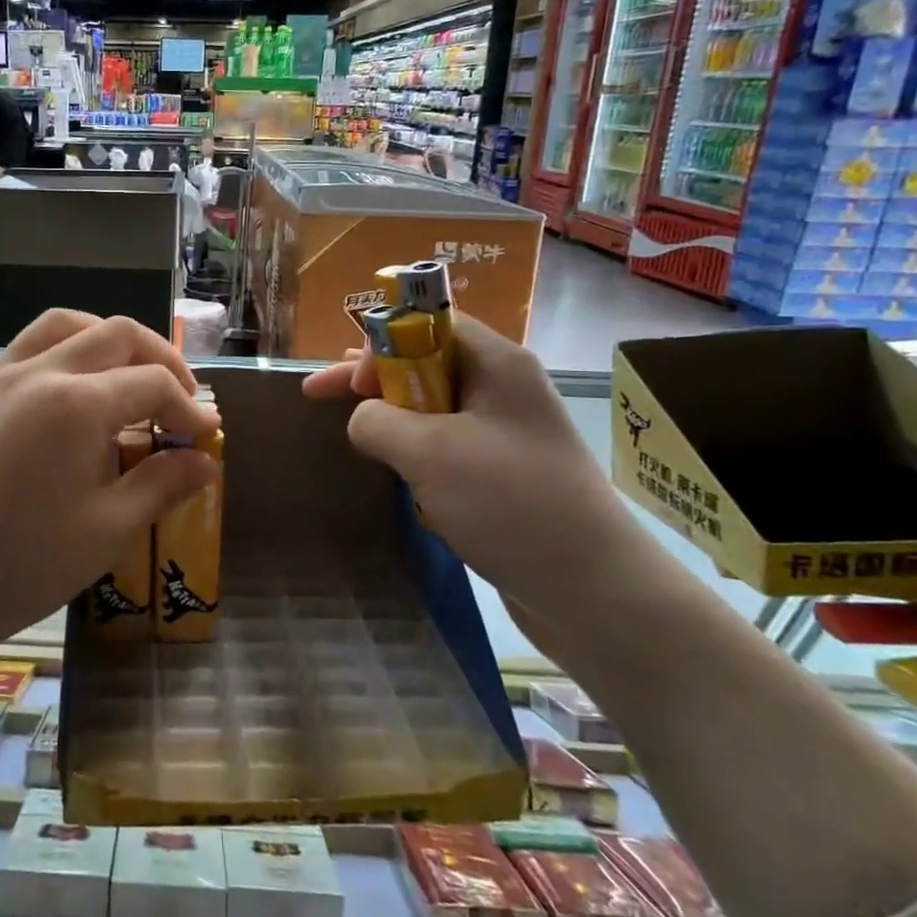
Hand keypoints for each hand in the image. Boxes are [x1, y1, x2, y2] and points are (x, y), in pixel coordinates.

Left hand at [0, 310, 218, 665]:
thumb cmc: (15, 570)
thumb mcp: (104, 533)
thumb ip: (161, 485)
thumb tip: (205, 461)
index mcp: (75, 404)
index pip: (153, 383)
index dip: (189, 406)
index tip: (206, 436)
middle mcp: (36, 372)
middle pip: (115, 333)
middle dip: (159, 358)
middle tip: (178, 398)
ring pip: (63, 326)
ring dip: (106, 341)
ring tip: (125, 379)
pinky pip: (23, 352)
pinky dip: (61, 359)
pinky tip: (64, 407)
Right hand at [303, 314, 651, 629]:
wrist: (592, 590)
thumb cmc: (509, 503)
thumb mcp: (428, 452)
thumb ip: (377, 421)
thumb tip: (364, 419)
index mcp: (497, 364)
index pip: (429, 326)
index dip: (380, 345)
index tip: (347, 384)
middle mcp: (505, 389)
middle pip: (426, 364)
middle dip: (376, 380)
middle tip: (324, 395)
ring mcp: (507, 434)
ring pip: (434, 410)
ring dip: (398, 422)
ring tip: (364, 440)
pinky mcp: (506, 473)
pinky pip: (450, 448)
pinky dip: (421, 458)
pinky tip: (408, 484)